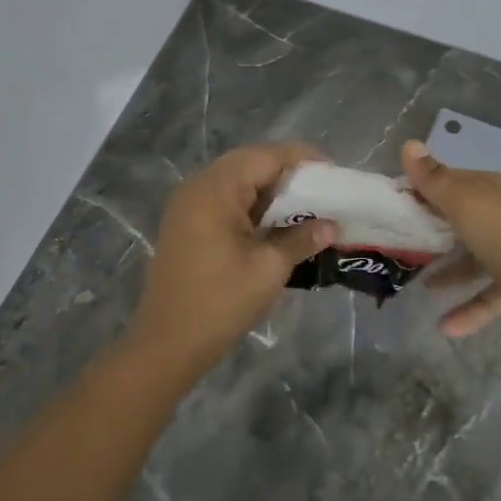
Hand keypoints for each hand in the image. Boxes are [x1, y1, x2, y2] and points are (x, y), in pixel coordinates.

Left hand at [127, 143, 337, 375]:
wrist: (166, 344)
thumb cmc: (220, 303)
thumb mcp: (268, 269)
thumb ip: (300, 239)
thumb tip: (331, 225)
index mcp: (215, 189)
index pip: (266, 156)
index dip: (303, 160)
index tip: (334, 174)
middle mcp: (198, 186)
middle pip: (249, 163)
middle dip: (287, 172)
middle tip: (322, 189)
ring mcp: (187, 205)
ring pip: (236, 180)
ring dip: (270, 189)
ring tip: (305, 206)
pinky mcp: (185, 223)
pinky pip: (223, 199)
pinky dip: (251, 204)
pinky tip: (274, 223)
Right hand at [403, 140, 500, 338]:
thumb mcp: (466, 204)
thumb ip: (434, 180)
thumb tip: (408, 144)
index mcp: (485, 191)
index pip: (444, 183)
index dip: (416, 191)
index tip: (386, 206)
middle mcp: (496, 216)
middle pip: (455, 220)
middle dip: (426, 231)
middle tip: (392, 246)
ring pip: (469, 258)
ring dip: (446, 271)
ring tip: (415, 285)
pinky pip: (486, 296)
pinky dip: (467, 309)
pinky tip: (444, 326)